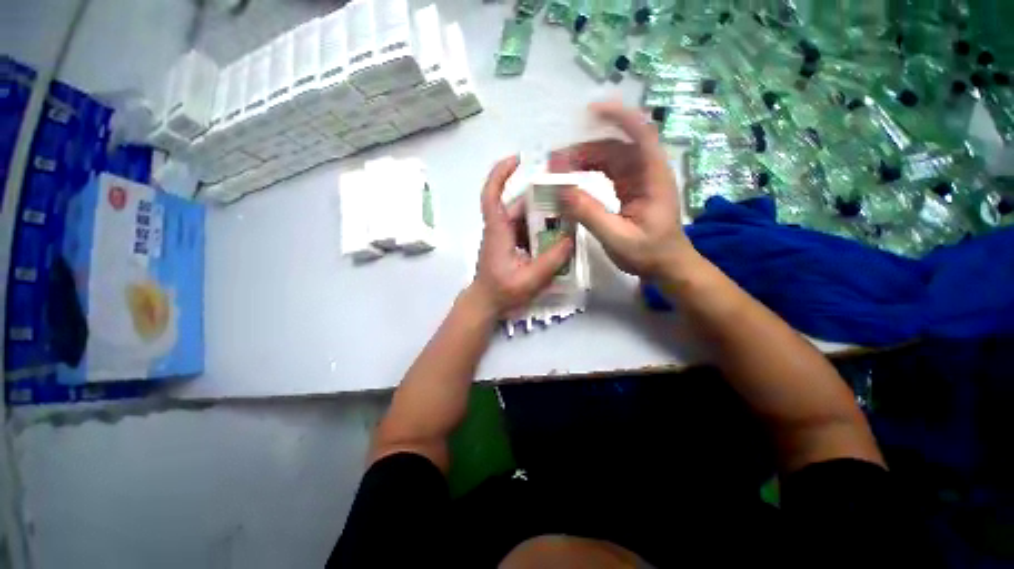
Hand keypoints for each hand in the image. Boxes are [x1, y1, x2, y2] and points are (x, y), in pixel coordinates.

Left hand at [469, 156, 573, 317]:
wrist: (486, 304)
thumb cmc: (501, 292)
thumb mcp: (530, 279)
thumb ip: (552, 260)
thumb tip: (570, 238)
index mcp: (498, 231)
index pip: (492, 195)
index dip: (500, 174)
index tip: (517, 159)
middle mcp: (500, 229)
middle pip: (519, 205)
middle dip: (540, 199)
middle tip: (566, 197)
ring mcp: (504, 237)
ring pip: (524, 218)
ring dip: (543, 216)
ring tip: (567, 218)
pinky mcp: (509, 246)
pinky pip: (526, 231)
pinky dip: (541, 230)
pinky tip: (557, 237)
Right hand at [551, 101, 692, 277]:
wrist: (667, 265)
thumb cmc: (649, 253)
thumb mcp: (618, 238)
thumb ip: (591, 215)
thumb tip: (562, 191)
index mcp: (654, 177)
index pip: (641, 134)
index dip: (619, 117)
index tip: (590, 111)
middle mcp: (647, 171)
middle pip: (617, 146)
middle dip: (585, 147)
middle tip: (554, 161)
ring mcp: (638, 179)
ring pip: (609, 157)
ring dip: (583, 159)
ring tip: (557, 170)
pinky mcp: (630, 188)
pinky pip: (607, 171)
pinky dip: (588, 171)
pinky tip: (572, 178)